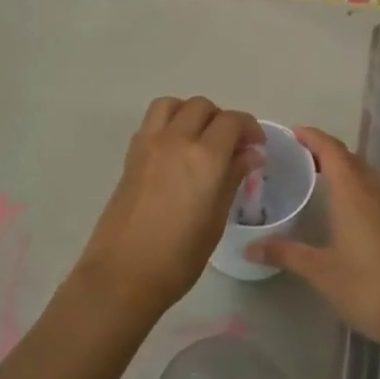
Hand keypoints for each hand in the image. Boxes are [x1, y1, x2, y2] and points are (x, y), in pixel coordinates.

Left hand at [76, 97, 262, 318]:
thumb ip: (233, 178)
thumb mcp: (216, 219)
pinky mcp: (130, 156)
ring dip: (190, 113)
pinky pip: (152, 123)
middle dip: (221, 119)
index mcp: (204, 157)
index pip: (232, 121)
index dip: (249, 128)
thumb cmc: (179, 257)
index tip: (256, 147)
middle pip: (201, 106)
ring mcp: (148, 145)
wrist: (123, 274)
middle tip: (231, 145)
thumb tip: (249, 155)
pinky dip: (169, 124)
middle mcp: (175, 140)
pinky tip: (176, 153)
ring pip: (172, 104)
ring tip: (200, 139)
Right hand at [245, 127, 379, 345]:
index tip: (294, 133)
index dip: (313, 137)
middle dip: (327, 153)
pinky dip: (361, 191)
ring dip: (346, 172)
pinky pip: (379, 195)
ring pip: (368, 177)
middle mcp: (377, 192)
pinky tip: (350, 213)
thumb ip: (285, 253)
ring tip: (321, 181)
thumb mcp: (320, 271)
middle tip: (301, 158)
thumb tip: (250, 248)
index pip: (332, 151)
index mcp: (354, 194)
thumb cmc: (366, 287)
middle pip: (352, 160)